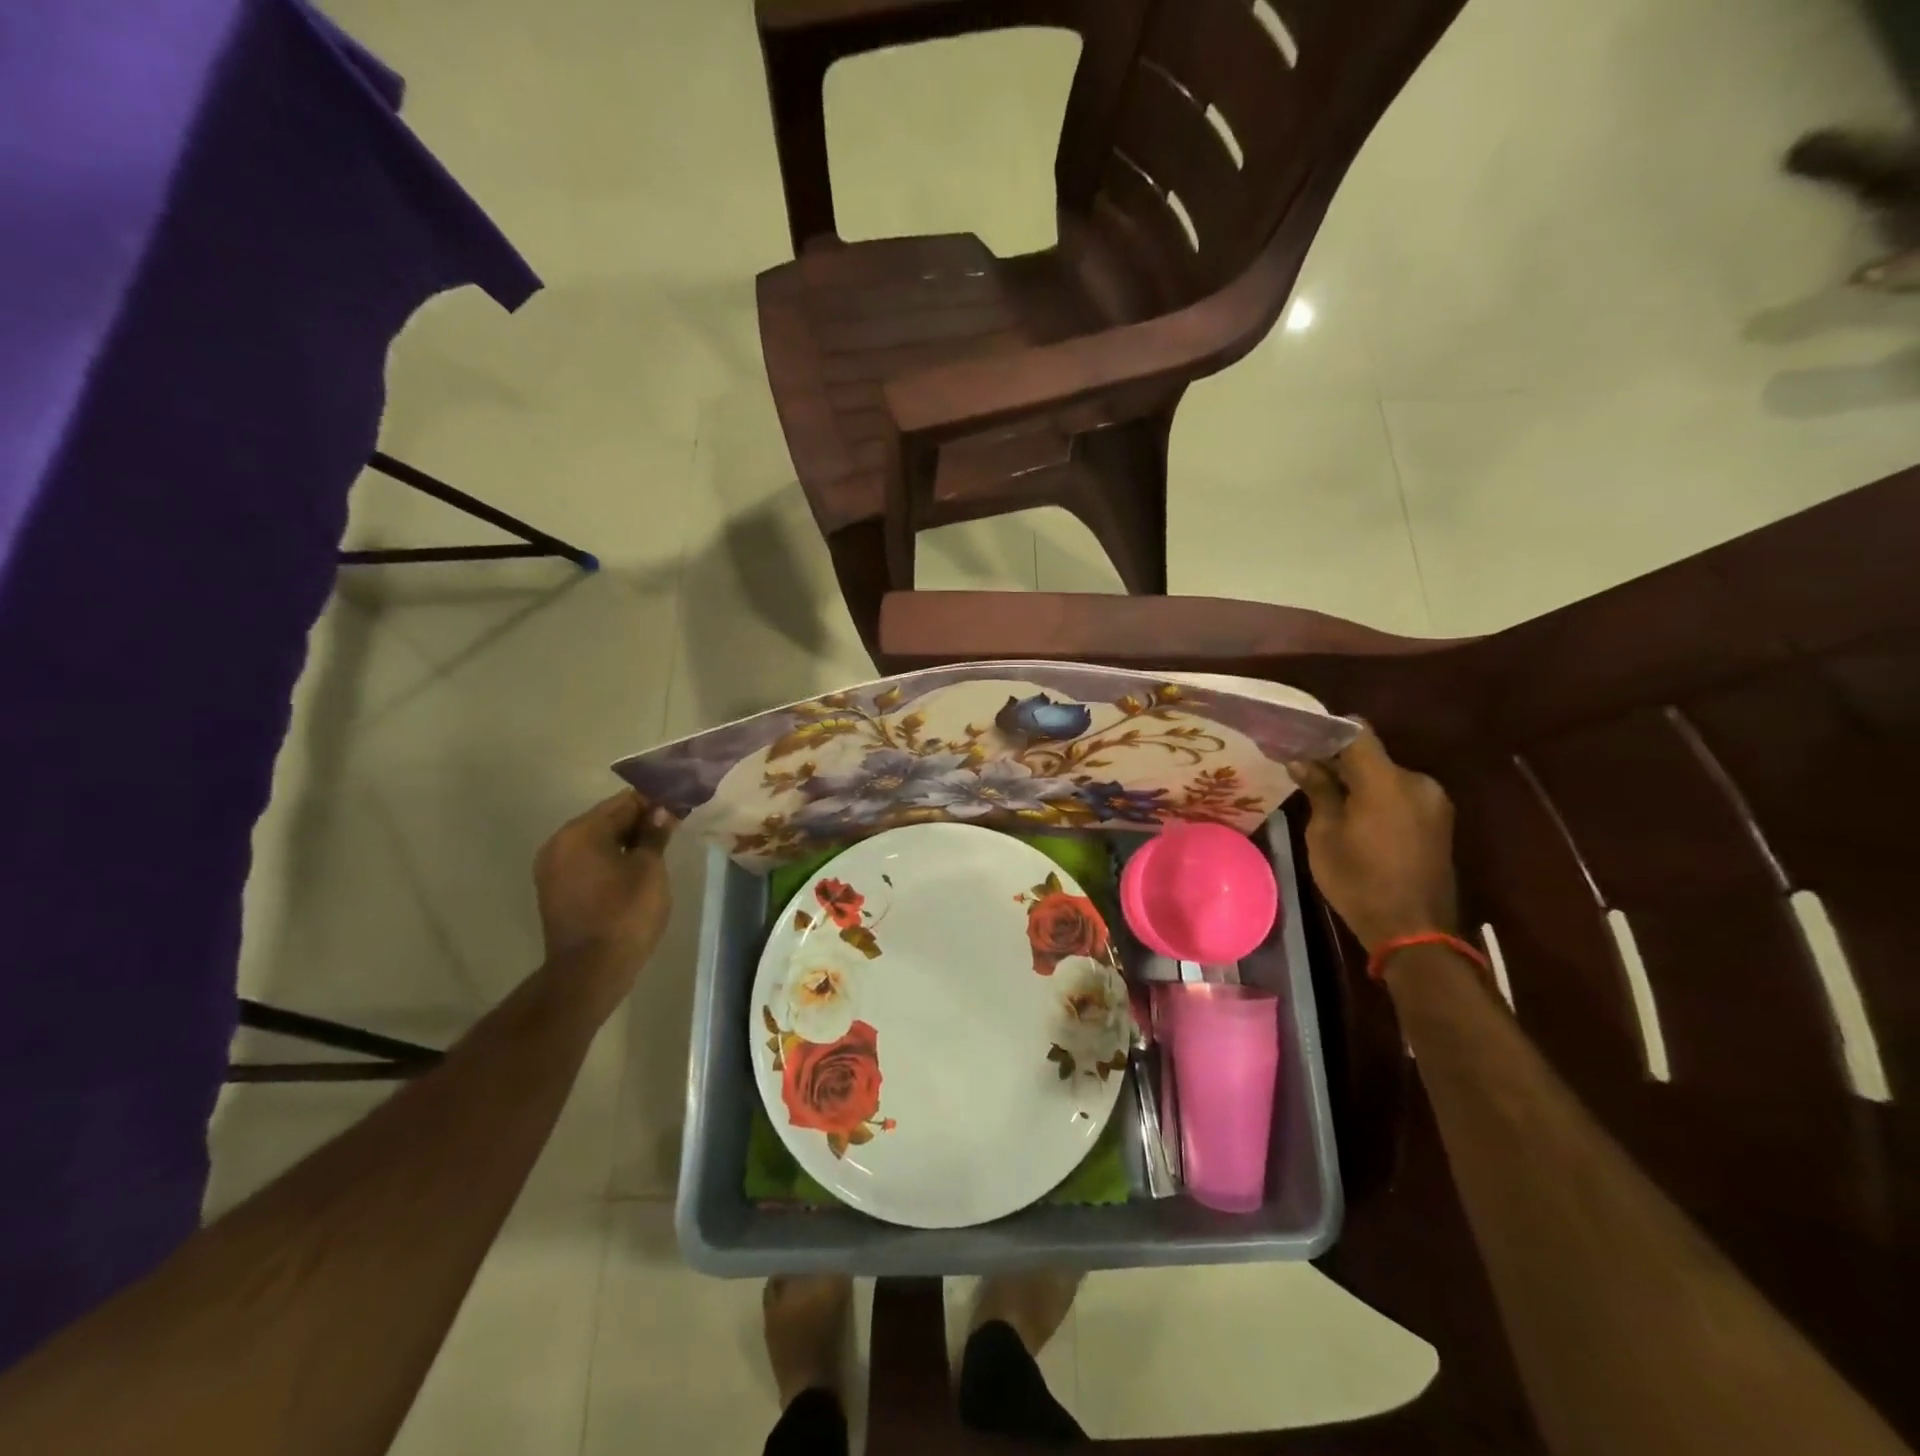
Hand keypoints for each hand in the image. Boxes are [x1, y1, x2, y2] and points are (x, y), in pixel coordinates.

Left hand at [534, 791, 675, 986]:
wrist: (589, 971)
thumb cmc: (625, 913)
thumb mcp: (649, 869)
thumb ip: (654, 834)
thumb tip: (660, 810)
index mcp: (581, 831)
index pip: (624, 802)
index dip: (654, 800)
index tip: (679, 803)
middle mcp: (560, 843)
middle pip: (607, 819)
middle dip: (639, 820)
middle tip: (673, 824)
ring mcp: (553, 867)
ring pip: (596, 841)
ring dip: (625, 840)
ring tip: (657, 847)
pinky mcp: (555, 889)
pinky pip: (587, 861)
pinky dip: (610, 858)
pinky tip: (634, 868)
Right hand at [1285, 727, 1457, 952]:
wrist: (1413, 931)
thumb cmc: (1359, 881)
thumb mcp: (1325, 835)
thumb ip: (1318, 791)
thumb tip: (1302, 762)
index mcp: (1385, 781)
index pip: (1357, 733)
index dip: (1327, 731)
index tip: (1300, 739)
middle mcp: (1416, 782)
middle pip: (1372, 757)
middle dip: (1339, 763)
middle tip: (1307, 775)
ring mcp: (1433, 802)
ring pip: (1387, 778)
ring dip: (1360, 783)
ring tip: (1329, 801)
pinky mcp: (1439, 822)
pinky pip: (1401, 797)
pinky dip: (1378, 799)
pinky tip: (1357, 819)